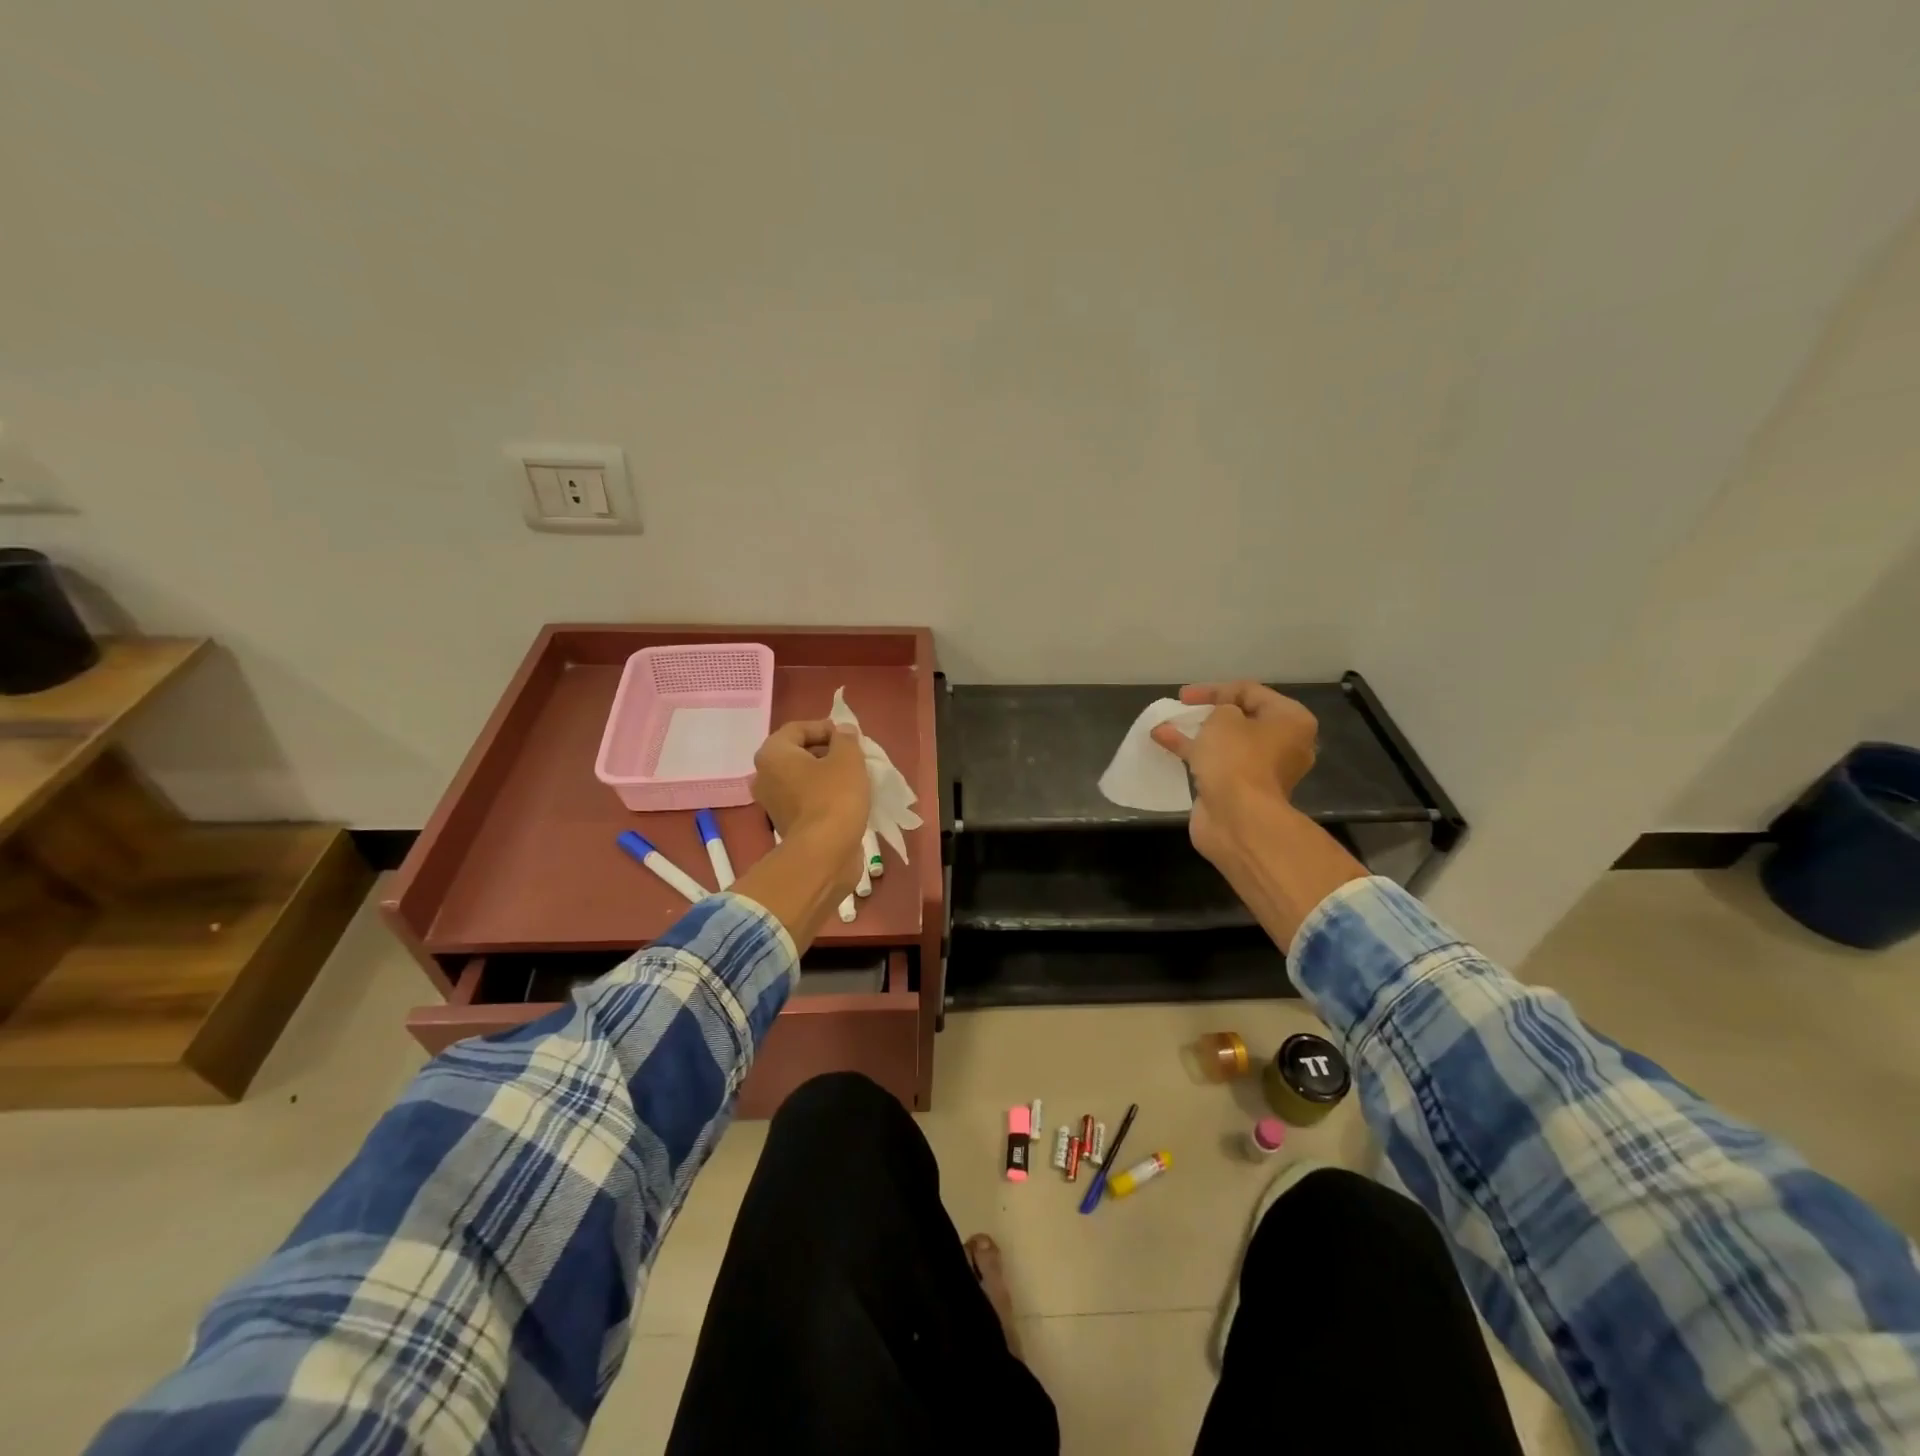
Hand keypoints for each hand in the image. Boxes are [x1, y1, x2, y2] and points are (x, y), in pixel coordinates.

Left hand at [752, 719, 869, 898]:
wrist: (824, 854)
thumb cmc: (834, 798)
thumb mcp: (848, 759)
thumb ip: (846, 738)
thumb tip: (843, 731)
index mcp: (772, 754)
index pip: (798, 728)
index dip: (826, 728)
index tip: (850, 738)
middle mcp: (765, 776)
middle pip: (799, 753)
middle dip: (828, 752)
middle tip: (855, 757)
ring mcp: (773, 803)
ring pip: (804, 778)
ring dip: (828, 775)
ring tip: (855, 778)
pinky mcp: (786, 824)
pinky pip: (806, 799)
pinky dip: (824, 796)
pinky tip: (847, 800)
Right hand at [1150, 682, 1317, 869]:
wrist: (1238, 819)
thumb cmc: (1237, 759)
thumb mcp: (1224, 718)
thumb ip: (1219, 709)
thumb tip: (1218, 723)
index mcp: (1291, 721)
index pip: (1250, 692)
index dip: (1215, 689)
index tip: (1184, 696)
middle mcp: (1283, 745)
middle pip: (1242, 718)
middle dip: (1209, 712)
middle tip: (1185, 708)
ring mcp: (1261, 771)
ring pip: (1226, 743)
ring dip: (1198, 732)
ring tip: (1169, 723)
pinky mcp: (1240, 791)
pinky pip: (1215, 763)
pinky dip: (1193, 752)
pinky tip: (1165, 742)